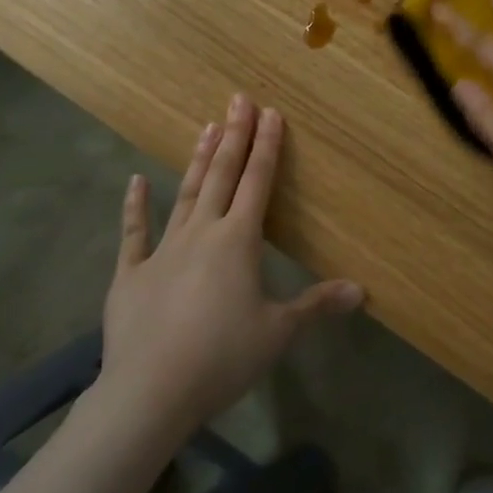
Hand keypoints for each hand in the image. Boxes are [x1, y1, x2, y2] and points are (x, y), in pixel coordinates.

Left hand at [94, 94, 363, 434]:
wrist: (148, 393)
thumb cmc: (221, 358)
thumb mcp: (277, 333)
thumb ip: (317, 305)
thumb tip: (361, 291)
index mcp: (238, 241)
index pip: (258, 182)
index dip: (267, 146)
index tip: (271, 113)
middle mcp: (202, 233)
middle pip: (223, 175)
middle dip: (234, 135)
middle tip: (238, 99)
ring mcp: (163, 250)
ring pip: (186, 194)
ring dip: (199, 160)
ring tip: (207, 127)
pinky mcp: (131, 275)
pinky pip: (134, 233)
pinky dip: (134, 206)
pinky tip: (135, 181)